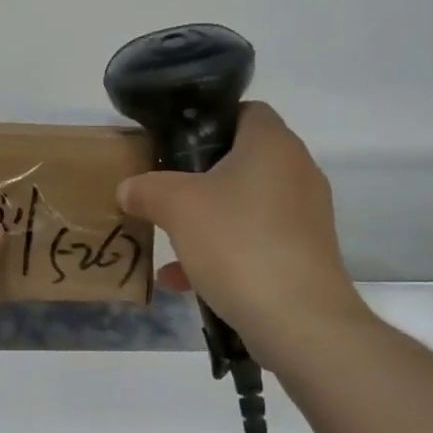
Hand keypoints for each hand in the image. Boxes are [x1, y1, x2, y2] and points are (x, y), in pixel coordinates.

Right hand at [116, 102, 371, 365]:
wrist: (299, 321)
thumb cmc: (238, 243)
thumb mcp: (177, 207)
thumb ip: (147, 189)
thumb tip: (128, 188)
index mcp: (273, 145)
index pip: (245, 110)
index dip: (208, 120)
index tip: (174, 142)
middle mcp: (297, 173)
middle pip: (241, 160)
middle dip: (198, 177)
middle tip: (163, 189)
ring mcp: (304, 217)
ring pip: (245, 206)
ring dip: (206, 220)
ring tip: (166, 238)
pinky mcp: (304, 256)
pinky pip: (254, 242)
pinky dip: (222, 254)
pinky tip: (183, 281)